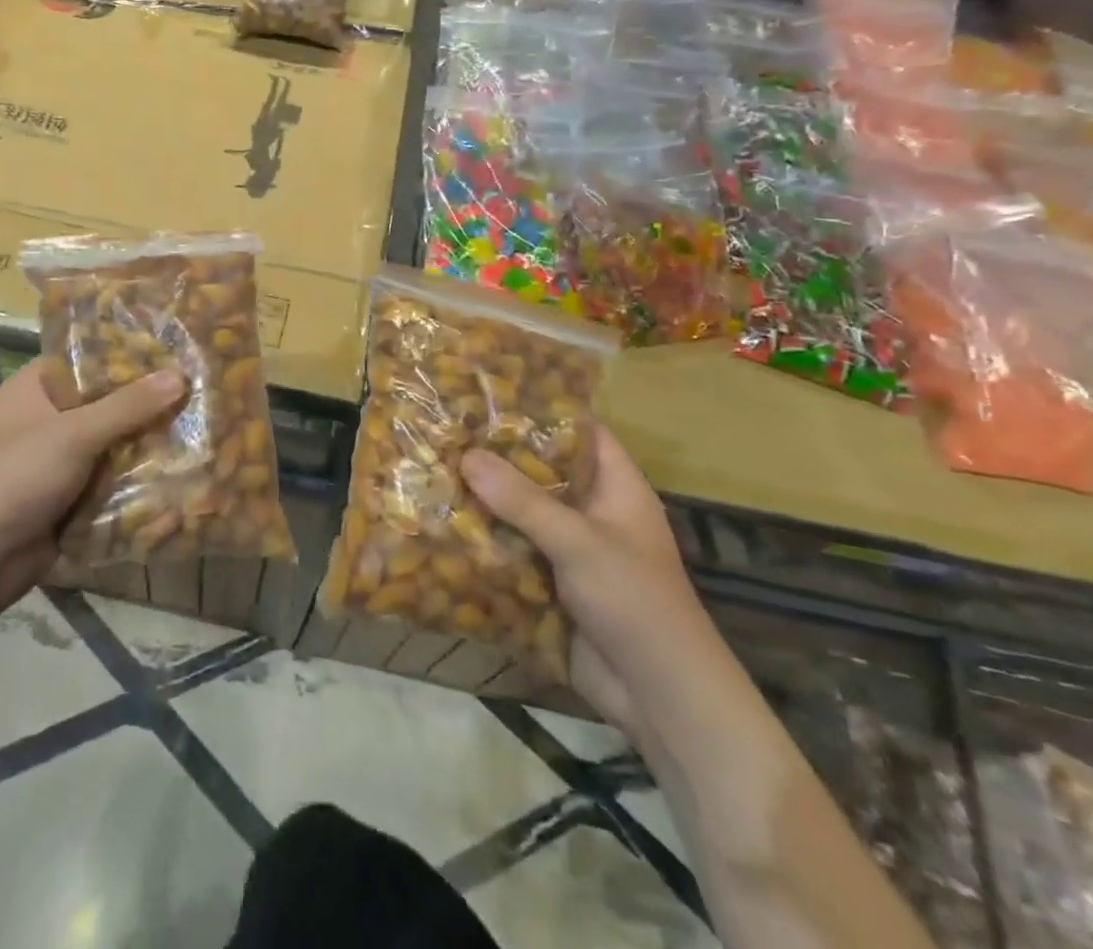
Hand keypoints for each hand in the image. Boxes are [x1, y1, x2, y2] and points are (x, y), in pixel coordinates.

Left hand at [0, 361, 184, 621]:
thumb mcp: (75, 434)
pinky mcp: (69, 496)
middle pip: (106, 402)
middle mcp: (46, 418)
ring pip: (112, 442)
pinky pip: (111, 479)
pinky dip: (137, 478)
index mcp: (34, 389)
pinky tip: (180, 470)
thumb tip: (180, 376)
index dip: (127, 353)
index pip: (86, 358)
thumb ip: (128, 405)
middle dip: (146, 402)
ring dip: (147, 442)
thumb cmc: (17, 478)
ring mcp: (58, 460)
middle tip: (197, 389)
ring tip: (201, 426)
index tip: (173, 349)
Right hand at [461, 429, 706, 738]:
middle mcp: (592, 511)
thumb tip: (466, 455)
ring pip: (521, 514)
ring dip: (485, 501)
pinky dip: (484, 543)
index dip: (542, 410)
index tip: (491, 393)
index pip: (580, 432)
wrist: (660, 698)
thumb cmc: (635, 602)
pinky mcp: (551, 585)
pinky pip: (513, 553)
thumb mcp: (580, 542)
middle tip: (447, 431)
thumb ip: (523, 500)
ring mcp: (570, 550)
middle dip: (498, 457)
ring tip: (432, 470)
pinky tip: (441, 526)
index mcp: (616, 488)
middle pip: (542, 472)